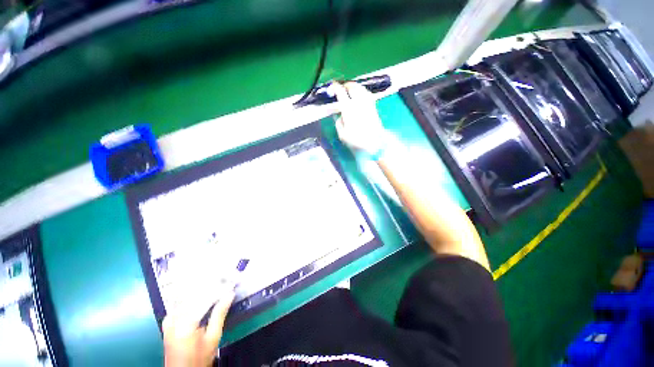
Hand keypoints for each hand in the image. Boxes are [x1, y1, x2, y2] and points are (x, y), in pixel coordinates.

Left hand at [162, 288, 234, 366]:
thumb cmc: (199, 358)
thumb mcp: (213, 338)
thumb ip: (220, 314)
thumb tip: (230, 295)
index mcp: (185, 323)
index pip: (205, 298)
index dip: (220, 289)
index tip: (232, 284)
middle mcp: (174, 318)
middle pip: (195, 295)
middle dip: (212, 287)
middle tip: (226, 281)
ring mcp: (169, 319)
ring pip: (187, 296)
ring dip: (202, 289)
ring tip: (217, 285)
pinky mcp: (168, 320)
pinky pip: (181, 301)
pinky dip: (192, 296)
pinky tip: (201, 293)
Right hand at [333, 82, 388, 158]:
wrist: (375, 143)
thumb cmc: (357, 140)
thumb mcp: (342, 135)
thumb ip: (339, 123)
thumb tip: (340, 116)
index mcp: (348, 109)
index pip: (341, 92)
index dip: (335, 87)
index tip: (332, 86)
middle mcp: (358, 102)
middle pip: (352, 86)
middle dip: (345, 84)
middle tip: (341, 87)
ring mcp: (367, 103)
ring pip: (361, 88)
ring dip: (354, 86)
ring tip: (350, 88)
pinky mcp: (373, 107)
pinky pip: (367, 94)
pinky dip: (362, 91)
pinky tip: (360, 94)